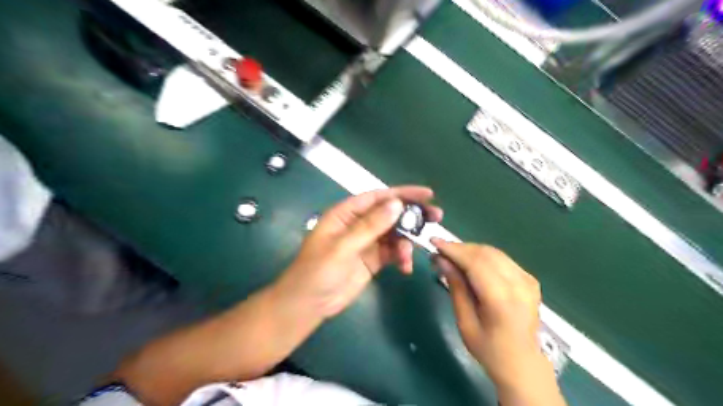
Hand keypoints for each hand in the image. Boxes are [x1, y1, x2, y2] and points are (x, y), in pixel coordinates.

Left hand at [274, 186, 440, 317]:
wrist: (308, 304)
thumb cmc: (318, 271)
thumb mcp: (343, 247)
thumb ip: (370, 226)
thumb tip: (397, 204)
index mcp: (347, 213)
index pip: (378, 197)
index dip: (403, 193)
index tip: (427, 194)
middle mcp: (359, 224)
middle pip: (390, 213)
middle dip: (412, 215)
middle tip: (437, 217)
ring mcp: (367, 242)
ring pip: (394, 234)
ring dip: (406, 241)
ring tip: (411, 254)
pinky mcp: (372, 260)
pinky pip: (393, 253)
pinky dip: (402, 258)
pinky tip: (405, 267)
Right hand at [428, 240, 557, 401]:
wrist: (522, 363)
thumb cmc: (488, 348)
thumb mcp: (464, 321)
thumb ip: (456, 287)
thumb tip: (441, 260)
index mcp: (502, 300)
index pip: (475, 263)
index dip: (453, 249)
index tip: (434, 242)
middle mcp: (519, 285)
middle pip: (485, 253)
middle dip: (460, 248)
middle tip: (440, 251)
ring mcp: (527, 280)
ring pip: (493, 252)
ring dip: (470, 250)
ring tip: (452, 256)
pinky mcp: (529, 279)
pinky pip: (502, 259)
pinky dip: (483, 256)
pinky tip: (471, 263)